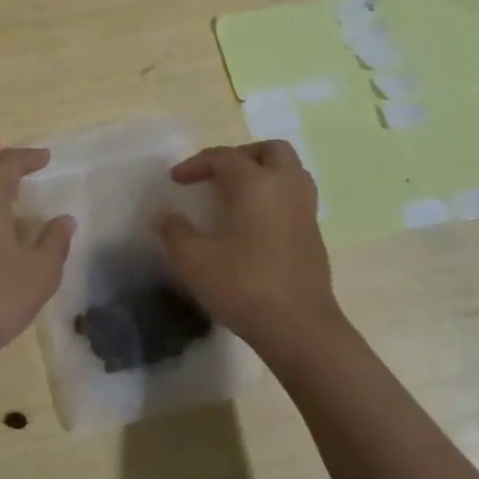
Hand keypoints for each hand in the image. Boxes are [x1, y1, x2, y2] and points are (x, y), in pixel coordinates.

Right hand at [156, 141, 345, 364]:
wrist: (299, 328)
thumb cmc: (243, 286)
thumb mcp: (193, 260)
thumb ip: (174, 232)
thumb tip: (165, 217)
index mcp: (256, 184)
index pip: (224, 157)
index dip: (196, 164)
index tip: (176, 181)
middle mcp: (286, 187)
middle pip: (270, 150)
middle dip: (241, 155)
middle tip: (217, 174)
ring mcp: (305, 211)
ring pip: (290, 171)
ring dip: (263, 173)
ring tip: (237, 193)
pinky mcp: (314, 235)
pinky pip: (294, 197)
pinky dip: (274, 196)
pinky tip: (253, 222)